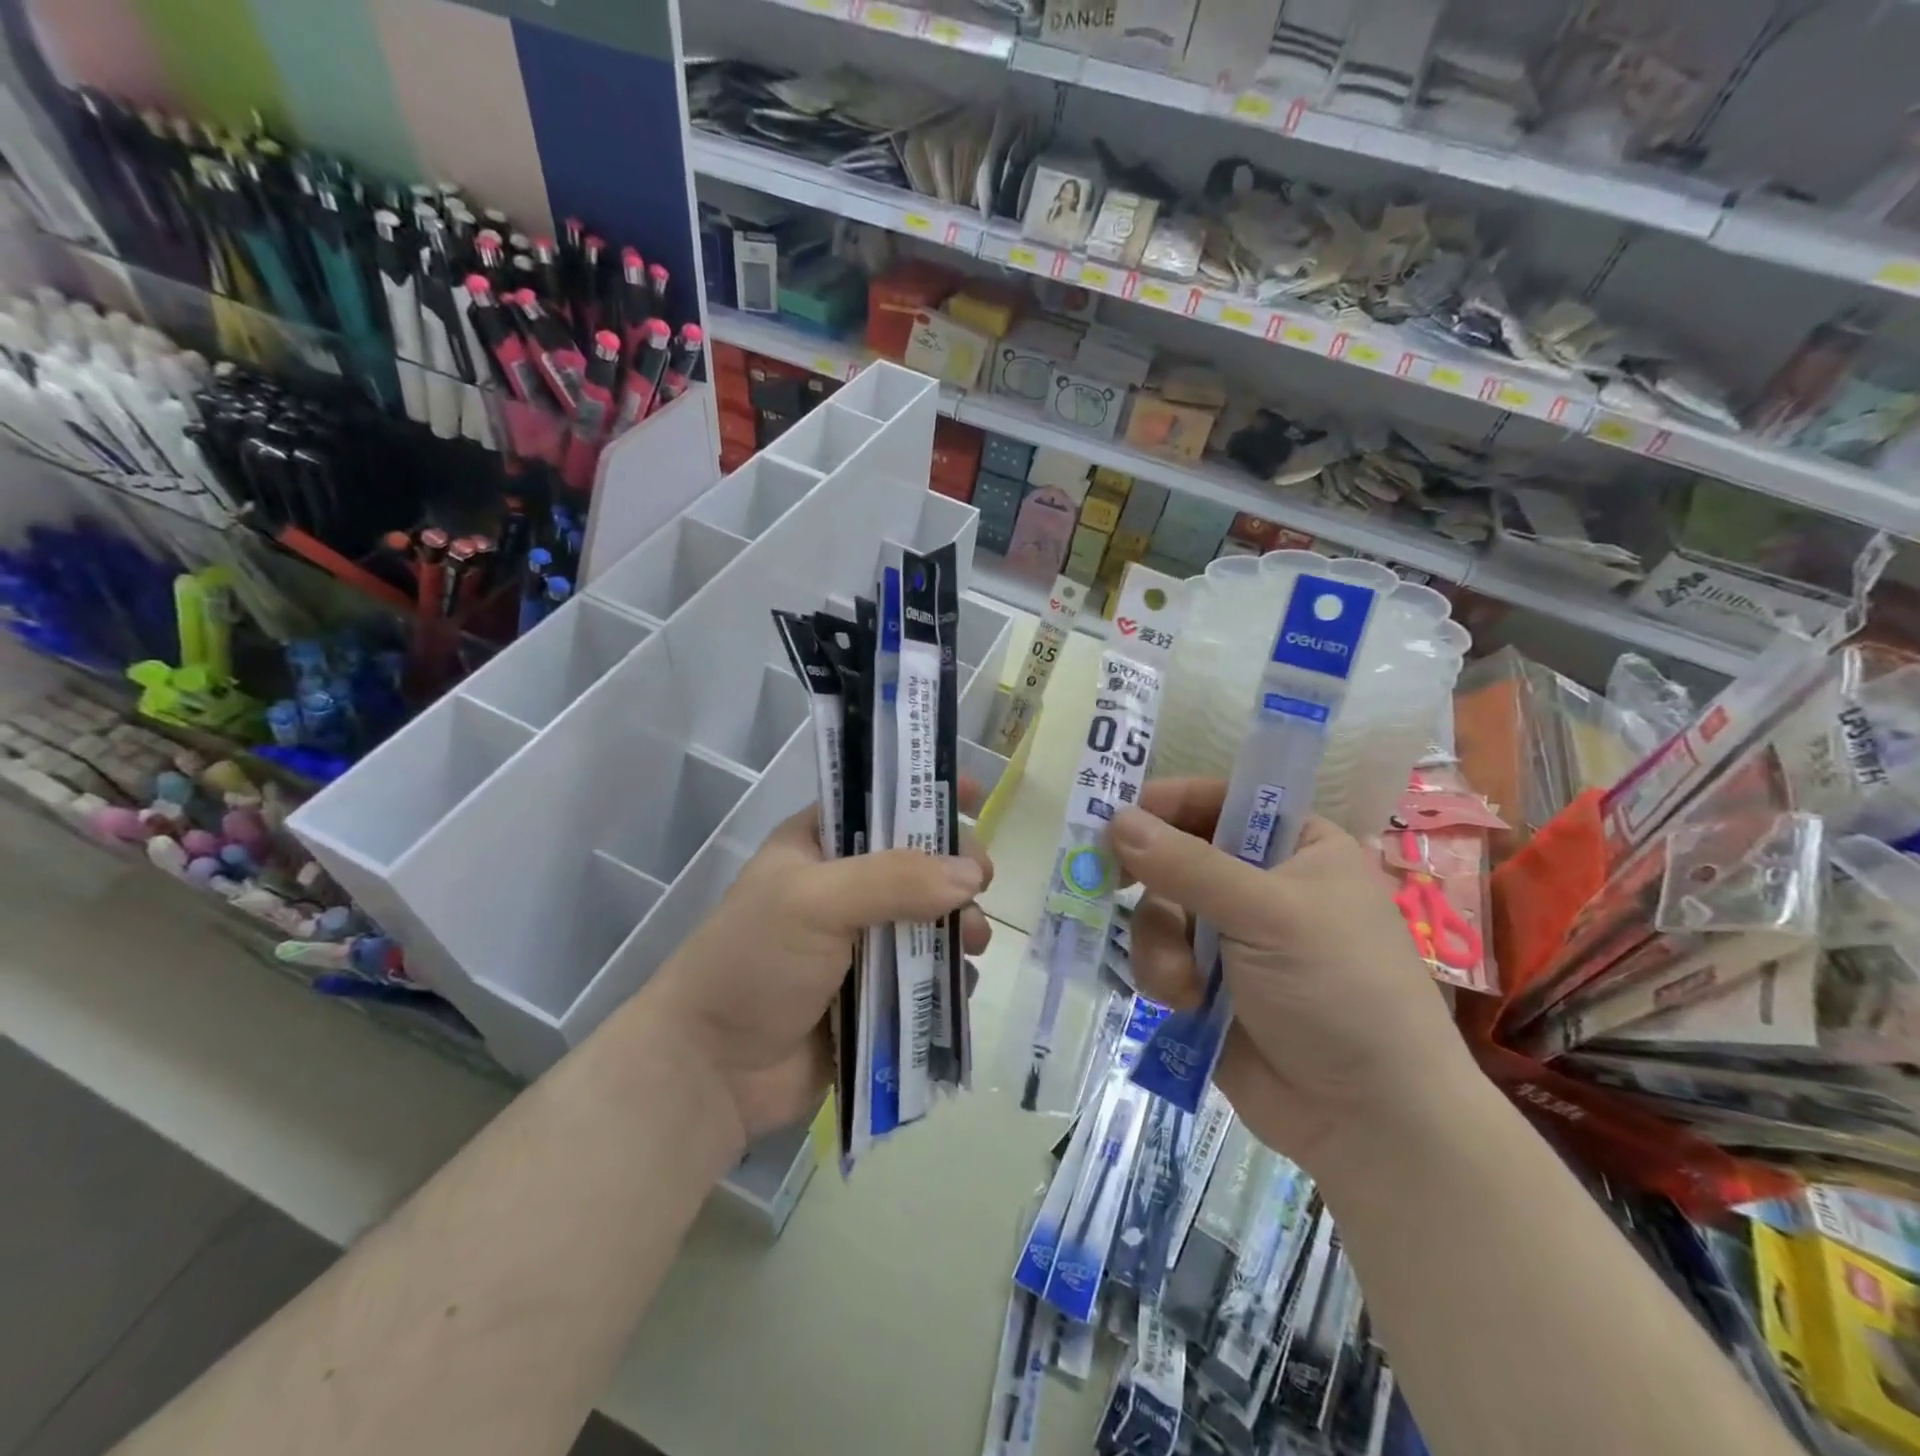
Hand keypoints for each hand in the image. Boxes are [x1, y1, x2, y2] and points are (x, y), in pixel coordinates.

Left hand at [642, 787, 993, 1149]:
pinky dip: (950, 975)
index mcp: (818, 847)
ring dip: (960, 925)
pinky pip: (928, 975)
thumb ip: (895, 880)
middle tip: (983, 883)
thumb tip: (972, 876)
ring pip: (930, 920)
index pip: (880, 803)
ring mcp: (861, 944)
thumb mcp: (815, 901)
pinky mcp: (876, 996)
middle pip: (918, 863)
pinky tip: (961, 982)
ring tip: (973, 942)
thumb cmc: (755, 963)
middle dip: (955, 870)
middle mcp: (844, 889)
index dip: (926, 794)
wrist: (713, 1071)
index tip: (978, 794)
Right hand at [1112, 779, 1476, 1175]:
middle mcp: (1260, 884)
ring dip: (1159, 942)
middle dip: (1153, 881)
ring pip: (1159, 910)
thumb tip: (1116, 818)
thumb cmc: (1338, 989)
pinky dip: (1162, 976)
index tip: (1117, 815)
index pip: (1220, 800)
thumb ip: (1187, 864)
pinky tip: (1185, 1003)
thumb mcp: (1266, 914)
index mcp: (1295, 847)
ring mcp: (1231, 936)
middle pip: (1177, 855)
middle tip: (1108, 879)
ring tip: (1182, 983)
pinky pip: (1158, 956)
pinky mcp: (1207, 984)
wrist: (1369, 1120)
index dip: (1168, 804)